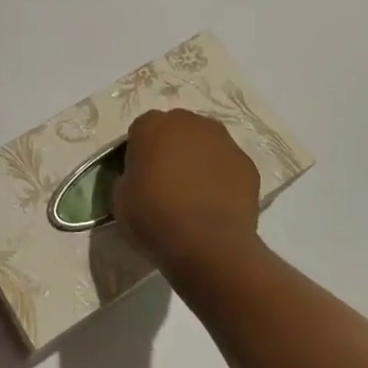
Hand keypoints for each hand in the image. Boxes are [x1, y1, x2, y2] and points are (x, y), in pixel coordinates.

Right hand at [113, 109, 261, 280]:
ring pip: (204, 144)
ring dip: (198, 159)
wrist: (209, 245)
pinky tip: (216, 204)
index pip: (140, 131)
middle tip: (167, 182)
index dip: (139, 154)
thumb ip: (129, 176)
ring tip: (194, 194)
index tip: (139, 177)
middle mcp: (189, 122)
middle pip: (175, 130)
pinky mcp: (247, 163)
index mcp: (151, 125)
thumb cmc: (155, 218)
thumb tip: (140, 176)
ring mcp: (223, 140)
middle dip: (171, 149)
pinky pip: (226, 165)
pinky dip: (221, 178)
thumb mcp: (120, 198)